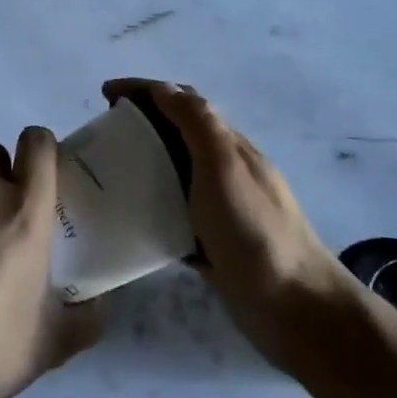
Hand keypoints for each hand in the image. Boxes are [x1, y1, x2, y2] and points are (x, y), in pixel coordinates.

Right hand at [103, 79, 354, 370]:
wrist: (296, 308)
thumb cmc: (254, 231)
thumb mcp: (223, 166)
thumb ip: (197, 123)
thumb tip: (163, 88)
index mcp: (227, 145)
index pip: (182, 101)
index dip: (144, 90)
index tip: (104, 94)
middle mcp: (224, 169)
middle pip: (176, 133)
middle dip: (139, 122)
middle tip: (100, 135)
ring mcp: (220, 208)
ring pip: (173, 173)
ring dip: (141, 163)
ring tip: (106, 174)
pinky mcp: (212, 243)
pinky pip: (173, 213)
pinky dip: (150, 205)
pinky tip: (127, 220)